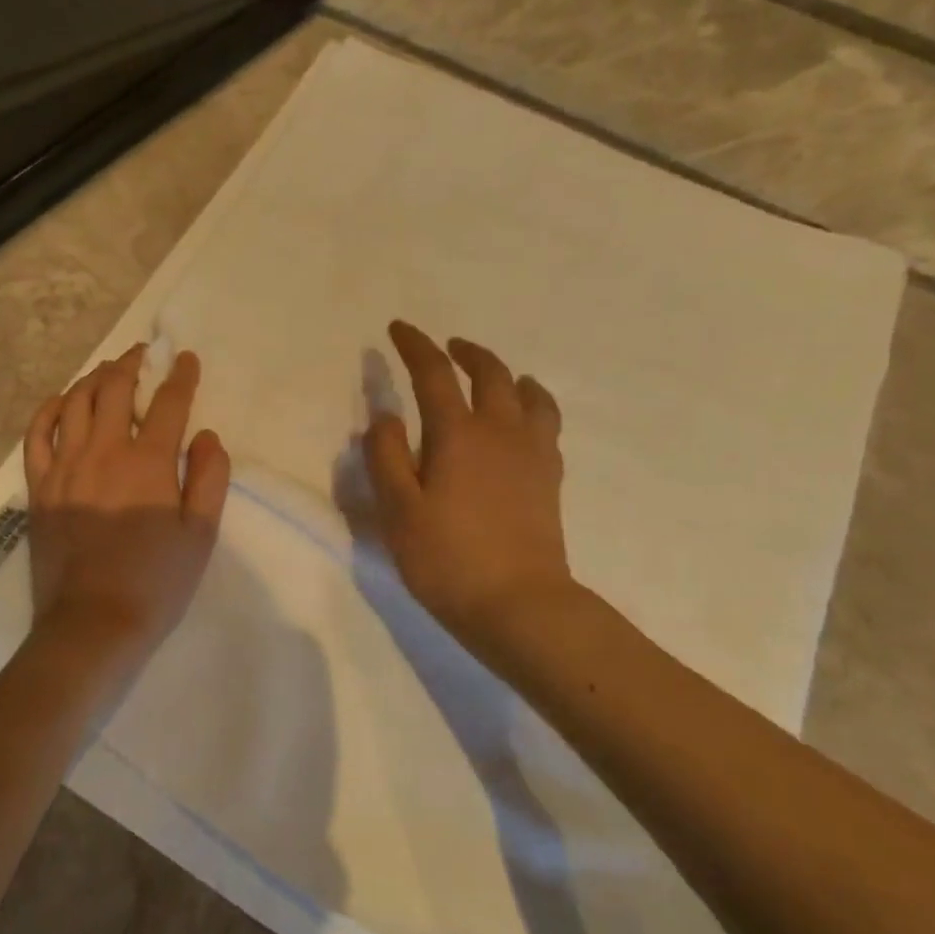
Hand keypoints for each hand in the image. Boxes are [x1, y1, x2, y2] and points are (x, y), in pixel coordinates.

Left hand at [23, 345, 231, 663]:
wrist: (93, 623)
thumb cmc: (156, 582)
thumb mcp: (201, 535)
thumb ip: (210, 478)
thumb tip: (207, 435)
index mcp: (149, 462)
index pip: (168, 403)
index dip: (180, 375)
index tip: (185, 359)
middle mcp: (104, 451)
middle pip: (115, 389)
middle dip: (131, 363)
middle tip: (142, 355)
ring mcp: (65, 466)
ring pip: (75, 402)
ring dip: (94, 378)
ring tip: (107, 372)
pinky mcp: (39, 486)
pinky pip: (37, 433)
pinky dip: (50, 409)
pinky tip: (62, 402)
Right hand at [364, 321, 575, 649]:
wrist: (517, 604)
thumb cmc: (446, 558)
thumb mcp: (398, 510)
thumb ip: (386, 457)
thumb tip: (384, 417)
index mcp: (458, 434)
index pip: (434, 374)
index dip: (415, 346)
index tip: (398, 329)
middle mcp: (500, 432)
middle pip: (490, 374)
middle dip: (465, 353)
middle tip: (447, 347)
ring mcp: (532, 454)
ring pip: (528, 395)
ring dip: (507, 375)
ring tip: (496, 377)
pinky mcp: (550, 478)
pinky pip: (546, 424)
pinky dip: (532, 406)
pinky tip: (522, 421)